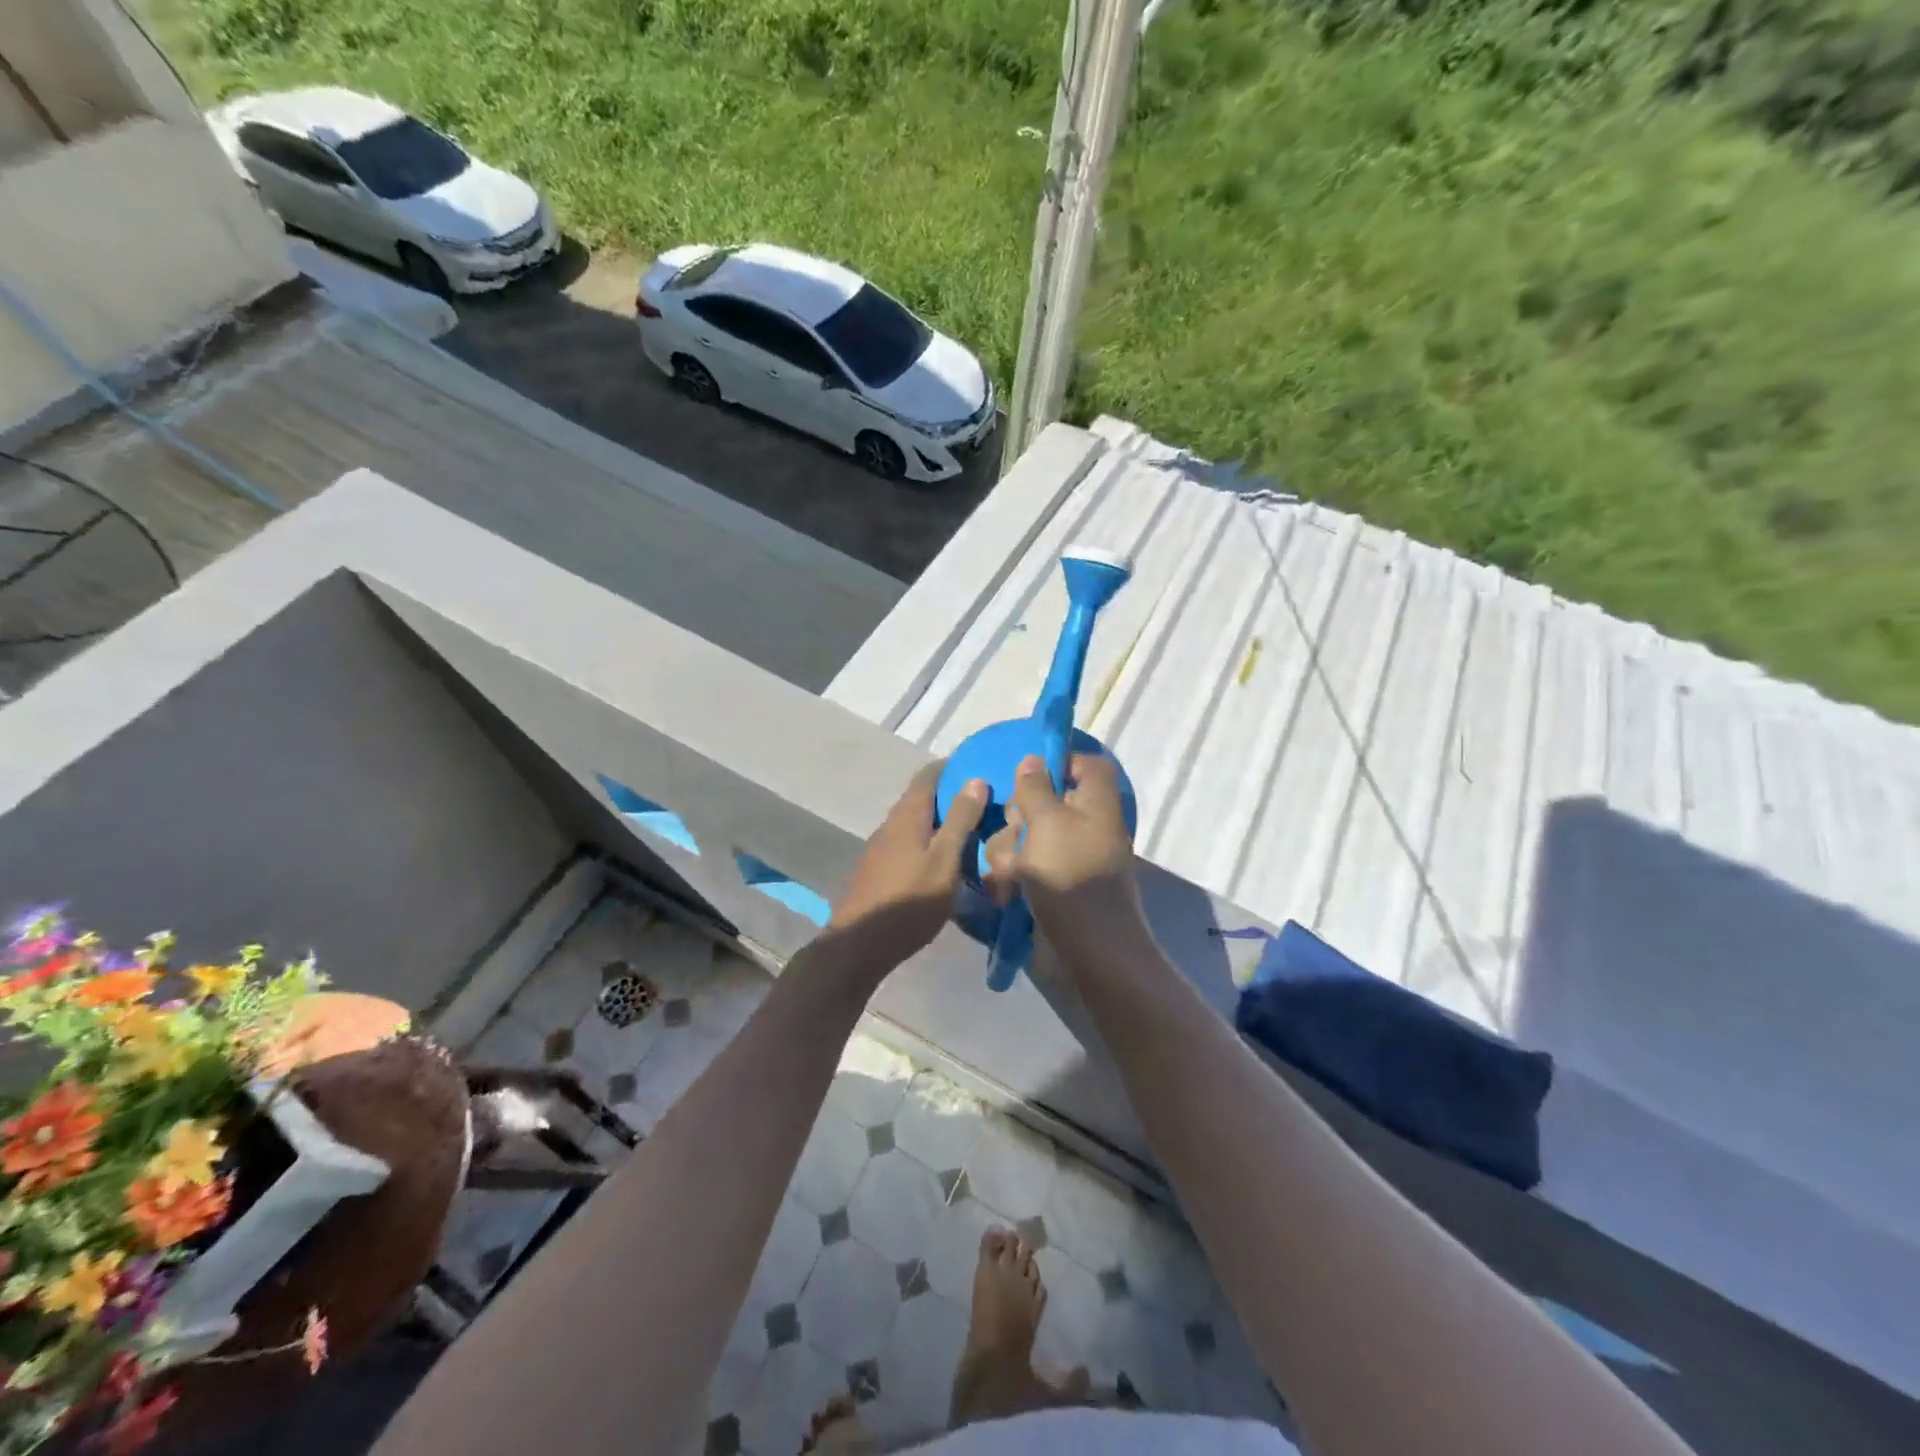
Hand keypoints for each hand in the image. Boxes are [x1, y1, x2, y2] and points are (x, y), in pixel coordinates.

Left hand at [828, 762, 987, 970]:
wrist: (860, 945)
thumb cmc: (909, 901)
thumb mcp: (945, 860)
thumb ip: (961, 820)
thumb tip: (976, 779)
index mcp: (907, 816)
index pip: (929, 775)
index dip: (953, 767)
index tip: (981, 767)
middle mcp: (891, 824)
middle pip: (922, 798)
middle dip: (952, 795)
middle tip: (987, 803)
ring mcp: (882, 848)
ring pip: (916, 823)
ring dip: (941, 821)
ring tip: (973, 831)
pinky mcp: (880, 869)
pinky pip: (910, 843)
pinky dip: (930, 841)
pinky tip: (946, 859)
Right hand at [983, 753, 1148, 965]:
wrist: (1089, 950)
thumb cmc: (1071, 877)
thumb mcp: (1048, 823)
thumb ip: (1034, 789)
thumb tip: (1033, 760)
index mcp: (1094, 804)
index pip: (1086, 765)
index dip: (1059, 763)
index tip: (1026, 775)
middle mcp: (1082, 826)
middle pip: (1042, 801)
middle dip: (1017, 817)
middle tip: (1017, 832)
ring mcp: (1065, 858)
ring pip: (1022, 836)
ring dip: (1007, 851)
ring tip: (1010, 875)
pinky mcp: (1048, 885)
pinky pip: (1021, 867)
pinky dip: (1010, 877)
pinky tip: (1005, 893)